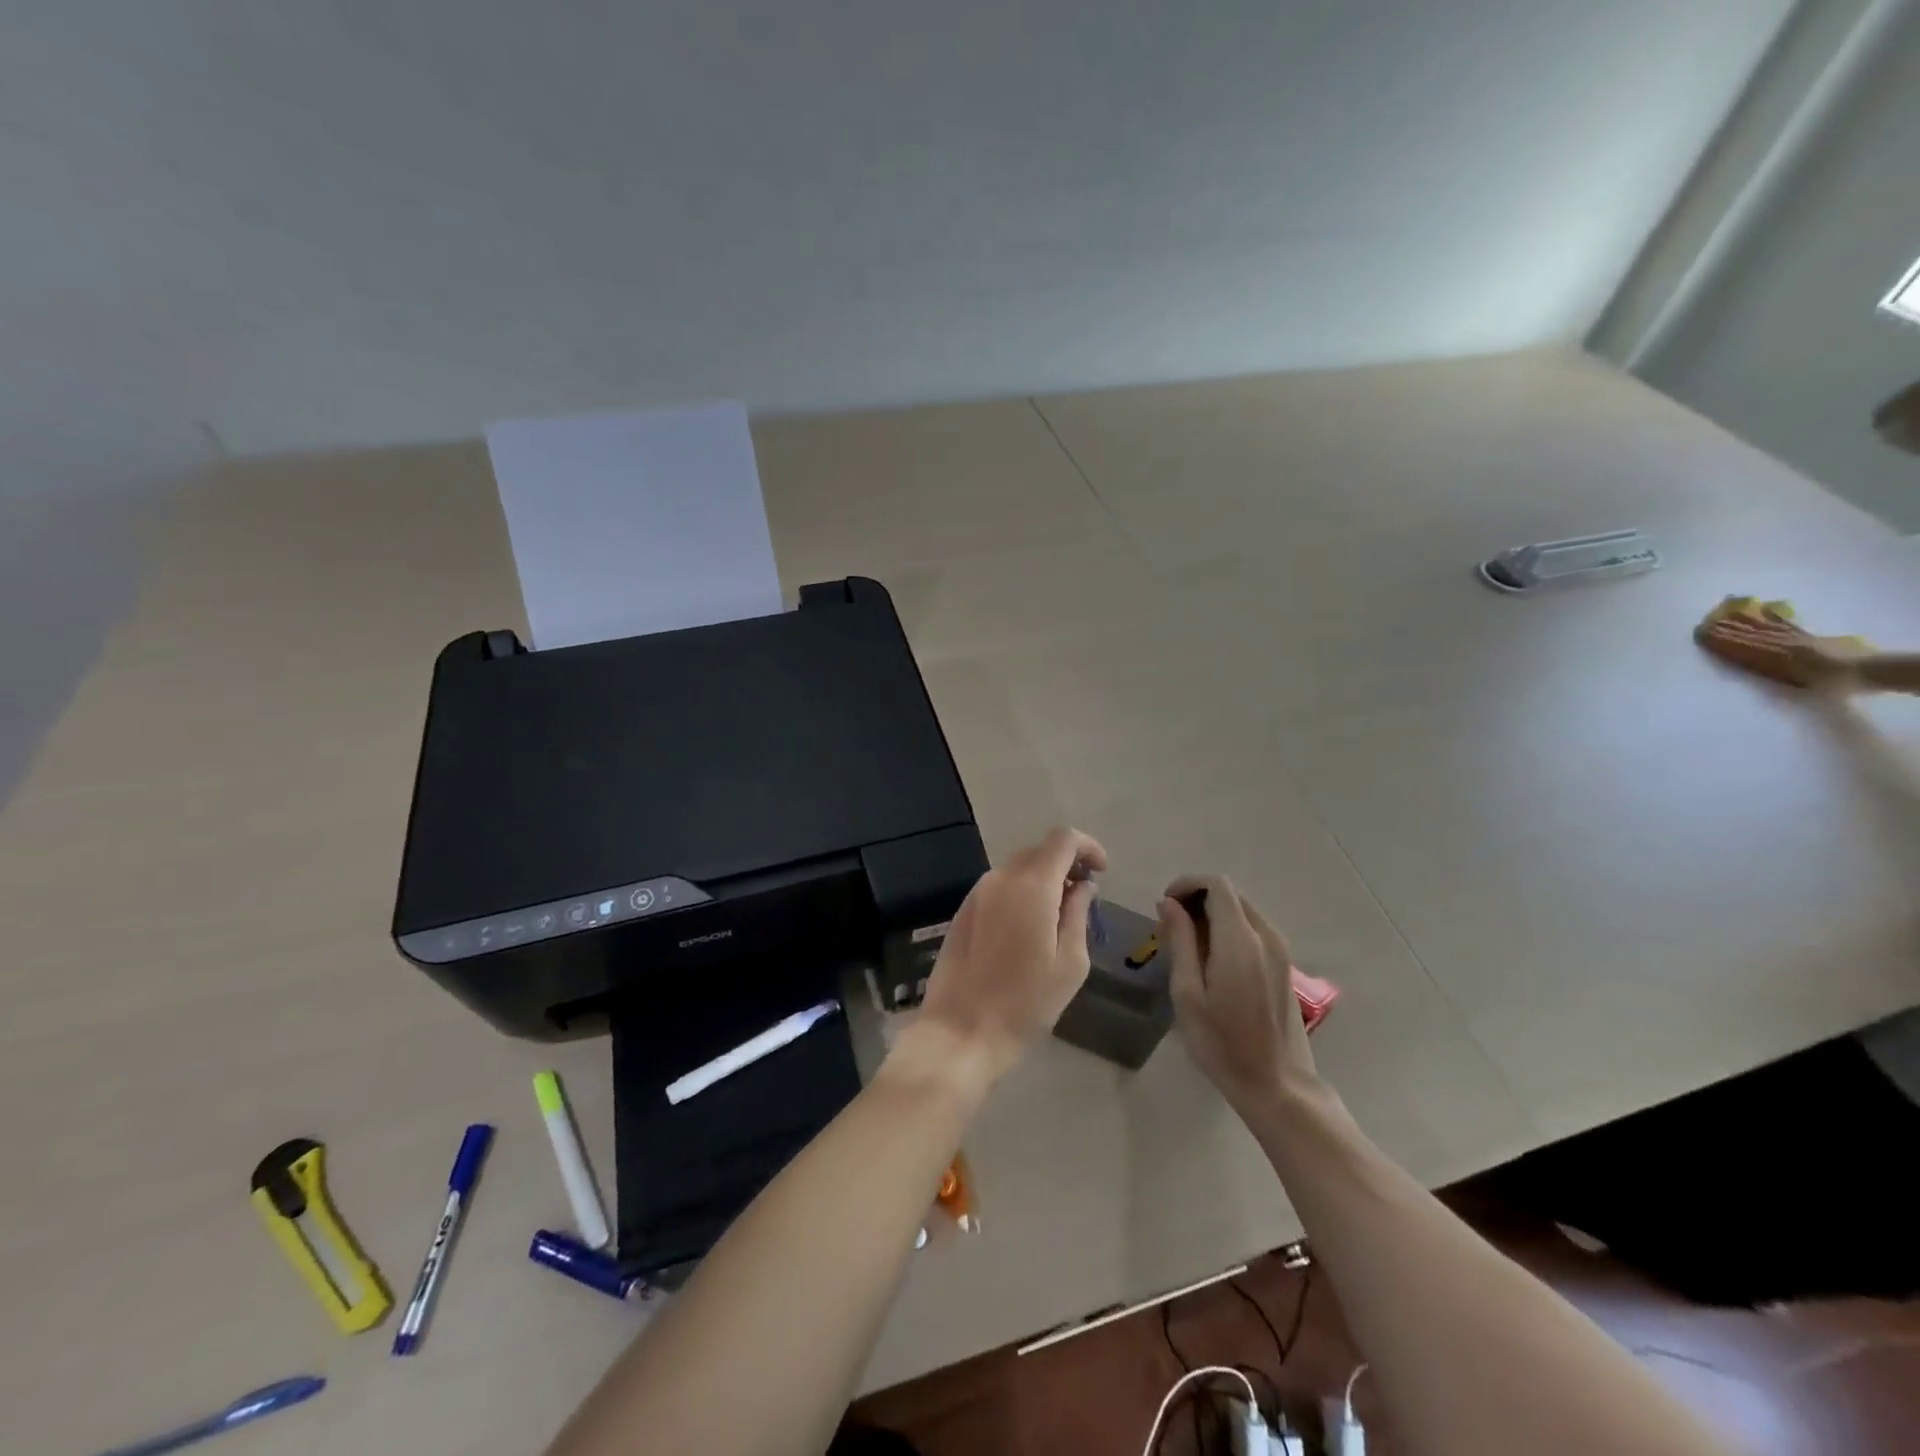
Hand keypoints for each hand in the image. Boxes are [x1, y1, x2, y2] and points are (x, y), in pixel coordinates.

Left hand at [913, 827, 1107, 1083]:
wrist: (961, 1031)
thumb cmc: (1025, 1003)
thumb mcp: (1070, 963)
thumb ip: (1078, 914)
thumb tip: (1082, 886)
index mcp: (1031, 886)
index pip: (1063, 838)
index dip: (1088, 847)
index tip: (1101, 873)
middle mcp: (1000, 878)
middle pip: (1039, 850)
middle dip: (1066, 864)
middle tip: (1083, 896)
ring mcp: (977, 892)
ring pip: (1017, 868)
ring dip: (1042, 879)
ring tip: (1058, 916)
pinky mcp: (963, 910)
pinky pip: (999, 886)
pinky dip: (1020, 892)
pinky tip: (1027, 927)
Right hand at [1160, 875, 1319, 1113]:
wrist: (1277, 1085)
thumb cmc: (1222, 1043)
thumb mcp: (1188, 993)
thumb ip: (1180, 941)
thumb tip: (1169, 903)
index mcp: (1240, 940)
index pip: (1216, 884)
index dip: (1187, 884)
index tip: (1164, 907)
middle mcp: (1266, 936)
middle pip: (1229, 894)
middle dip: (1196, 899)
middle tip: (1169, 930)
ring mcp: (1280, 950)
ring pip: (1242, 911)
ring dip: (1212, 915)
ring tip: (1186, 947)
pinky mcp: (1283, 965)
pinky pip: (1253, 930)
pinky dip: (1228, 930)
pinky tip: (1211, 961)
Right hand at [1697, 606, 1862, 691]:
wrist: (1862, 671)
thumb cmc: (1823, 681)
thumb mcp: (1788, 677)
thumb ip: (1760, 664)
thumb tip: (1735, 651)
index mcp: (1773, 653)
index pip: (1738, 644)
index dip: (1718, 638)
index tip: (1698, 632)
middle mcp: (1780, 641)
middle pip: (1748, 633)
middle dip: (1725, 627)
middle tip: (1704, 621)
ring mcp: (1794, 637)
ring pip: (1762, 626)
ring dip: (1743, 619)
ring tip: (1725, 611)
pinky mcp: (1807, 635)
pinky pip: (1785, 623)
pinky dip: (1772, 616)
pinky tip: (1763, 609)